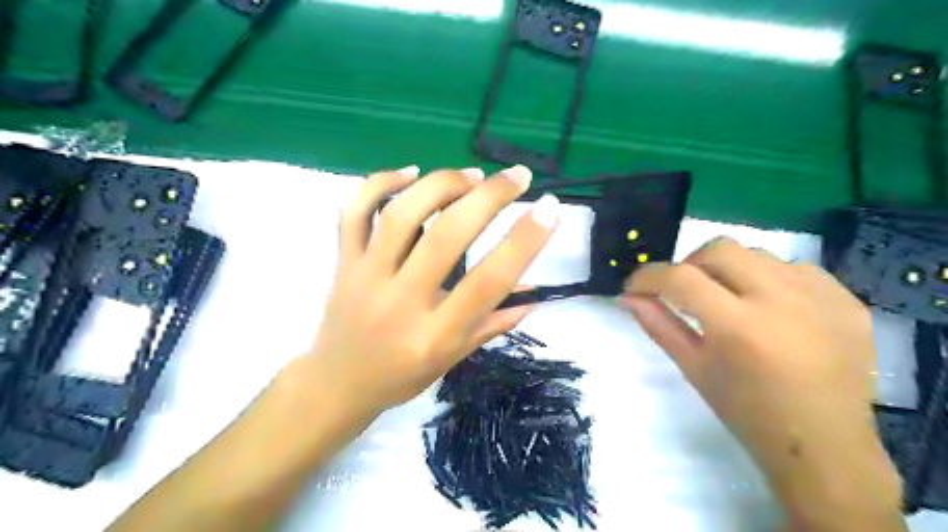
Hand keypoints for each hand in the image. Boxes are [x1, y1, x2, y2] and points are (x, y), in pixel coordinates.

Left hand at [298, 166, 555, 422]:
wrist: (337, 383)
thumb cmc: (402, 375)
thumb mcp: (453, 358)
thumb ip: (493, 324)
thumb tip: (532, 292)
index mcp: (435, 335)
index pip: (487, 282)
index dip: (523, 242)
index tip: (550, 209)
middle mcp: (400, 303)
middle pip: (446, 237)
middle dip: (489, 197)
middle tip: (518, 176)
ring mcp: (365, 277)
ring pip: (401, 215)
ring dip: (442, 184)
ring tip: (473, 175)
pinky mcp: (343, 262)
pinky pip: (354, 211)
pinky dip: (381, 182)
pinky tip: (410, 172)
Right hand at [624, 236, 902, 530]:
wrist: (824, 445)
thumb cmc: (747, 413)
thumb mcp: (693, 369)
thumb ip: (658, 325)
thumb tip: (628, 296)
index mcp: (738, 328)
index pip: (680, 278)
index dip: (648, 277)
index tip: (635, 287)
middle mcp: (781, 301)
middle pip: (720, 249)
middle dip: (689, 264)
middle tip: (684, 291)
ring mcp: (821, 297)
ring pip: (758, 254)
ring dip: (730, 271)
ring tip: (728, 300)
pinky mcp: (846, 300)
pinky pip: (795, 267)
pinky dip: (769, 278)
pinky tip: (768, 306)